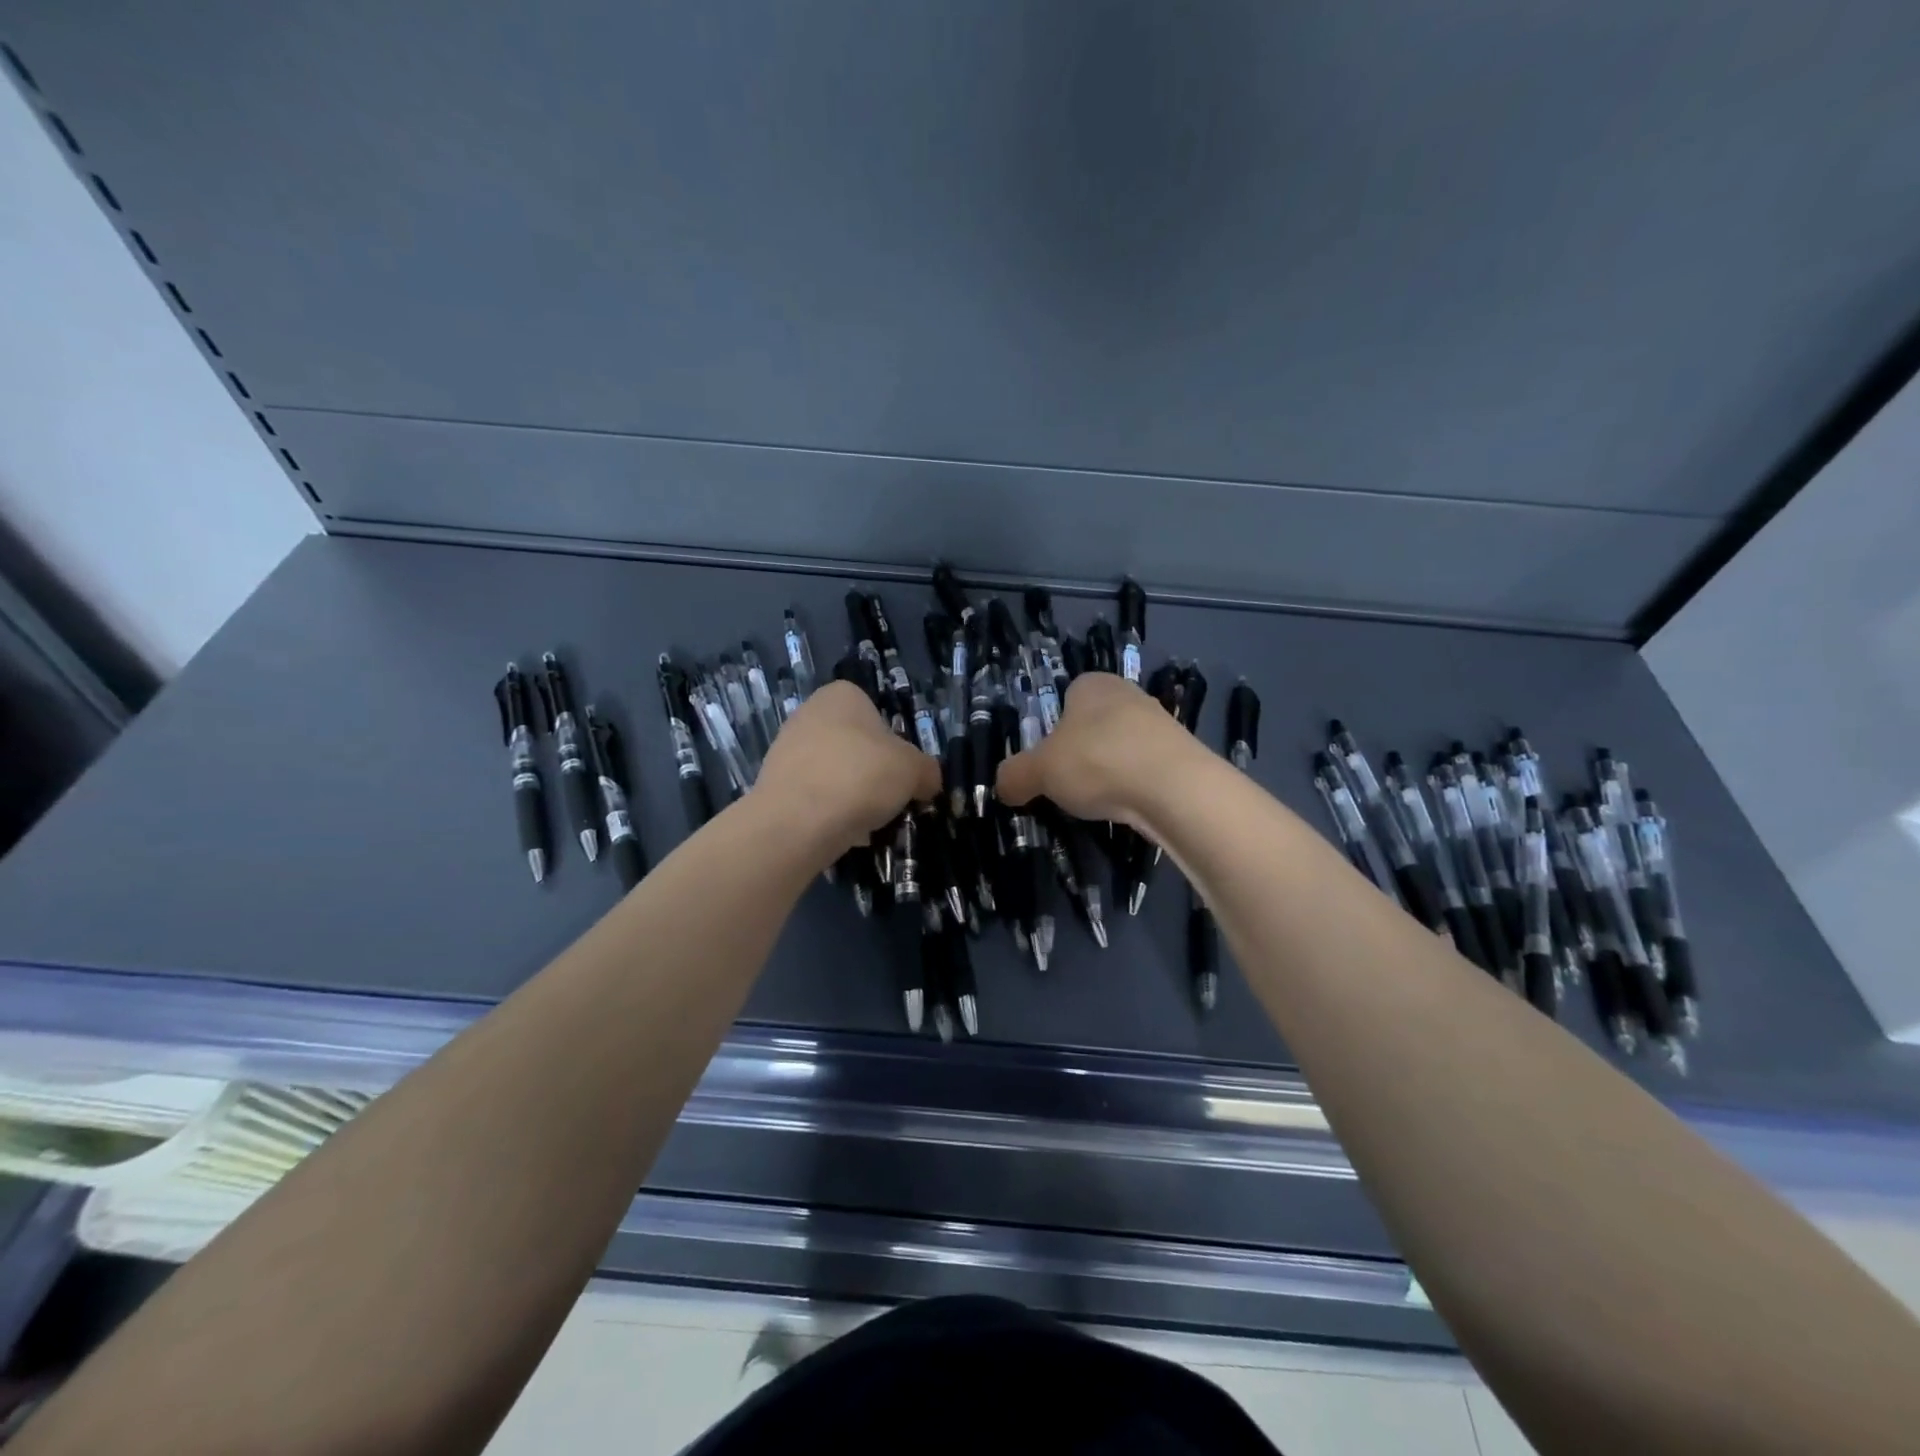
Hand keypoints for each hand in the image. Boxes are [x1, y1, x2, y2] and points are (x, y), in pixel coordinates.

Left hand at [754, 681, 939, 861]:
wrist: (797, 821)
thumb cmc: (861, 776)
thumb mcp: (914, 770)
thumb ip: (927, 771)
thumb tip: (927, 781)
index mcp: (842, 695)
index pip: (877, 713)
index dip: (896, 744)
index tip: (903, 772)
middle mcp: (809, 713)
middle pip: (855, 745)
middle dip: (872, 771)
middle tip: (889, 799)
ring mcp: (786, 748)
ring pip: (835, 772)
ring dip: (852, 794)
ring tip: (868, 822)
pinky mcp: (773, 785)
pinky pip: (814, 796)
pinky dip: (830, 812)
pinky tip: (841, 832)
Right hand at [995, 673, 1201, 829]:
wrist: (1176, 788)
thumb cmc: (1097, 762)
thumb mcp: (1039, 771)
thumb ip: (1015, 776)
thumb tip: (1003, 786)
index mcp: (1092, 684)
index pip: (1065, 696)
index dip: (1052, 728)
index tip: (1047, 760)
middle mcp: (1128, 695)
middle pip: (1093, 724)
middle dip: (1081, 751)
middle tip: (1067, 783)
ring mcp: (1160, 724)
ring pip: (1121, 747)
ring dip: (1109, 770)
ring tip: (1099, 800)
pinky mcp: (1182, 755)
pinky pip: (1146, 769)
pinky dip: (1134, 786)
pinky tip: (1129, 807)